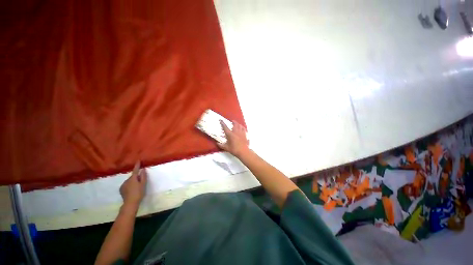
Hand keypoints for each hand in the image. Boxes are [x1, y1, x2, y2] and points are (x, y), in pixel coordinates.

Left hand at [120, 161, 146, 207]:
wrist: (130, 203)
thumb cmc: (139, 193)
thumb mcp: (143, 184)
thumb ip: (143, 176)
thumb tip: (143, 169)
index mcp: (133, 178)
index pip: (135, 170)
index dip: (137, 165)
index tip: (138, 160)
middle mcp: (126, 180)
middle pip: (133, 176)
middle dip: (136, 177)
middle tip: (140, 182)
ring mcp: (123, 185)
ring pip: (129, 181)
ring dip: (133, 182)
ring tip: (136, 187)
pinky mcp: (121, 189)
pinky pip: (126, 185)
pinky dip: (129, 185)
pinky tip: (132, 190)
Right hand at [218, 120, 248, 157]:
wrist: (243, 151)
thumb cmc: (234, 149)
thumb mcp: (226, 148)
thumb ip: (221, 145)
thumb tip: (217, 143)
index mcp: (230, 134)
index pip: (225, 127)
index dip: (222, 123)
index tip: (221, 120)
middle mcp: (235, 132)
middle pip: (235, 124)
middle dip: (233, 121)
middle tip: (231, 121)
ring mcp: (241, 133)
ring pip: (240, 125)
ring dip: (237, 123)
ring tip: (236, 123)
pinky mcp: (245, 134)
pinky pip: (243, 128)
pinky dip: (242, 127)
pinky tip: (241, 127)